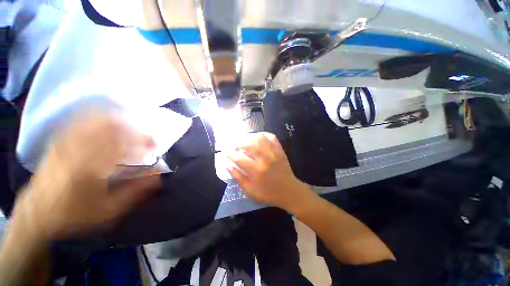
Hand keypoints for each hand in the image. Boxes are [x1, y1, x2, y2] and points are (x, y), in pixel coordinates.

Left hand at [13, 114, 160, 238]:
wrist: (37, 215)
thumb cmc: (74, 215)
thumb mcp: (108, 210)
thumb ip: (136, 191)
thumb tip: (159, 175)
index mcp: (90, 168)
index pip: (122, 143)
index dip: (142, 140)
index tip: (154, 145)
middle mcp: (77, 150)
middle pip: (109, 126)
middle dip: (133, 127)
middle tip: (145, 135)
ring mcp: (65, 143)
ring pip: (95, 120)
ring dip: (118, 121)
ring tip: (132, 127)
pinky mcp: (59, 142)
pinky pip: (80, 122)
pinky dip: (98, 119)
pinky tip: (108, 122)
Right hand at [227, 132, 309, 210]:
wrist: (289, 191)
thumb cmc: (268, 193)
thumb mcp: (250, 191)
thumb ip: (238, 178)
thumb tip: (227, 165)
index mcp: (257, 171)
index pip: (239, 158)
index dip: (230, 153)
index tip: (225, 152)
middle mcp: (265, 159)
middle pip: (248, 144)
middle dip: (238, 142)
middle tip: (234, 145)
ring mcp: (274, 153)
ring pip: (259, 138)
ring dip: (249, 137)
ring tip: (244, 140)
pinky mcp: (280, 150)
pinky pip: (271, 136)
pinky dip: (262, 134)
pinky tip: (257, 137)